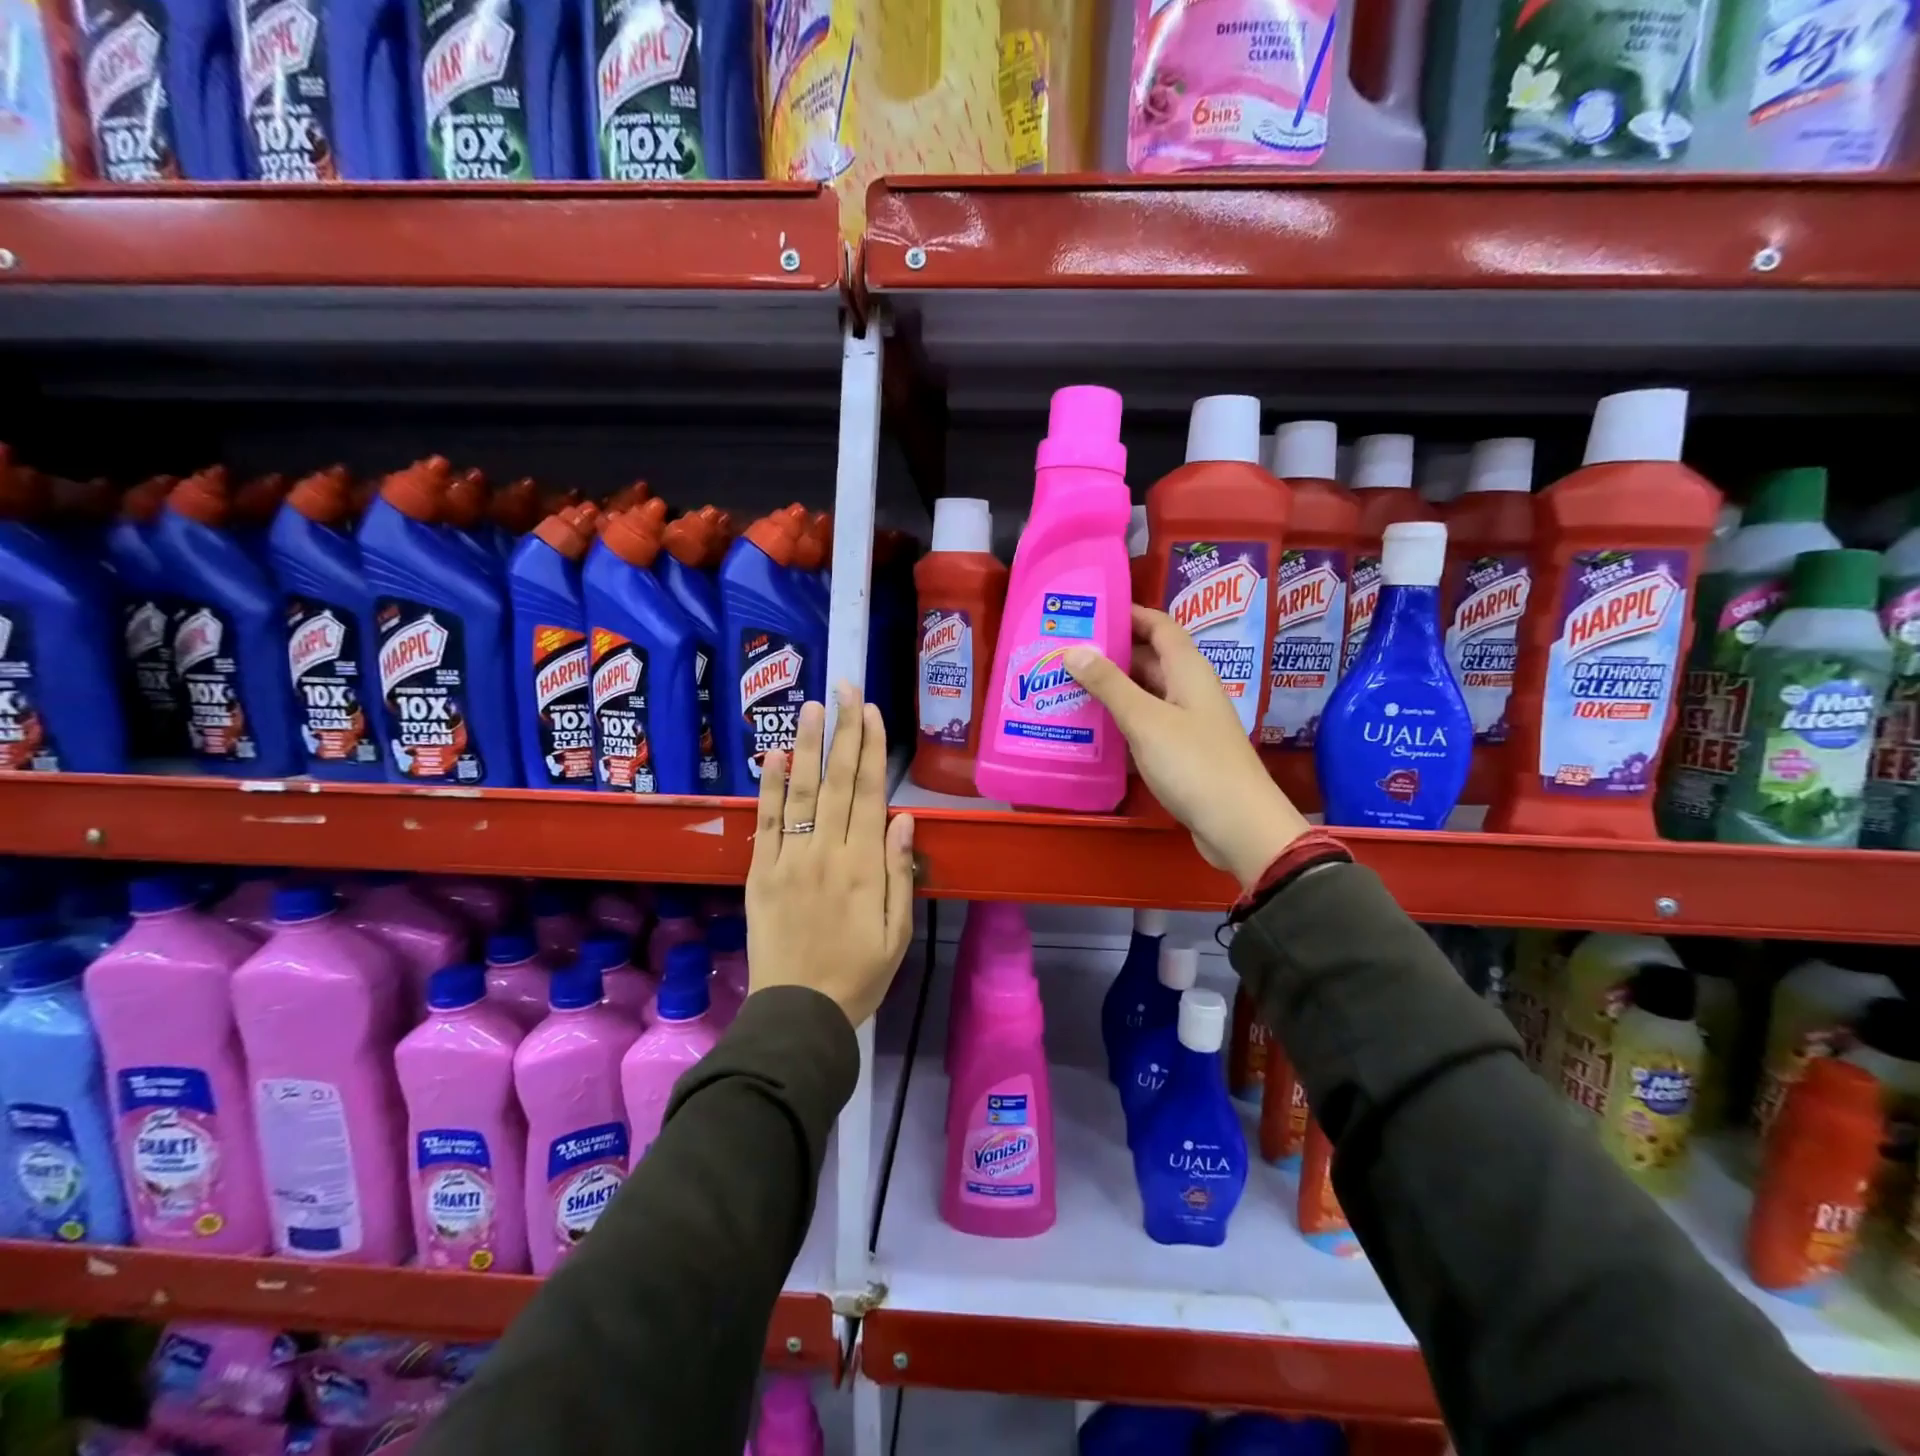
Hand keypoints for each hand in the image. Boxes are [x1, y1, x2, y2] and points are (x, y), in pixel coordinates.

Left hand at [746, 683, 916, 1025]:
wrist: (798, 1014)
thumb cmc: (859, 975)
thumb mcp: (898, 932)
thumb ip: (900, 872)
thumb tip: (904, 818)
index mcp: (865, 867)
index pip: (869, 794)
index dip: (872, 749)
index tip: (870, 712)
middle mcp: (827, 853)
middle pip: (838, 782)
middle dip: (842, 732)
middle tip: (843, 688)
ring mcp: (790, 860)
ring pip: (801, 793)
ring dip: (807, 747)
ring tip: (810, 707)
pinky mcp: (761, 873)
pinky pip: (767, 824)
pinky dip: (770, 788)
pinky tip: (774, 757)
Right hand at [1065, 606, 1309, 890]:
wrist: (1237, 826)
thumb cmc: (1193, 764)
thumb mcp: (1145, 720)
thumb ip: (1109, 685)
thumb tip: (1074, 649)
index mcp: (1189, 671)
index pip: (1160, 626)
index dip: (1129, 614)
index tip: (1090, 611)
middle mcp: (1189, 690)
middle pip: (1148, 660)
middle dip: (1109, 654)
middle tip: (1064, 653)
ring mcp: (1186, 723)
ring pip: (1144, 695)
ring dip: (1111, 690)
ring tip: (1066, 687)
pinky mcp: (1180, 753)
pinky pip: (1145, 726)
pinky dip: (1119, 723)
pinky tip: (1089, 729)